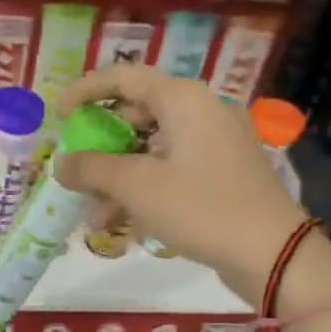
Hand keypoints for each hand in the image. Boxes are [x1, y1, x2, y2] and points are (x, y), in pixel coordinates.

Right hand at [54, 66, 306, 302]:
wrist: (272, 253)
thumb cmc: (201, 208)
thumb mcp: (137, 187)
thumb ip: (92, 169)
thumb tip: (61, 163)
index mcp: (184, 100)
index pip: (124, 78)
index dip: (86, 91)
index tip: (58, 116)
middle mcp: (202, 111)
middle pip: (138, 115)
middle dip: (101, 146)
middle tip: (76, 168)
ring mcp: (216, 143)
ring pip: (153, 148)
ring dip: (119, 177)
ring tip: (94, 214)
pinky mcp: (223, 172)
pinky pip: (172, 169)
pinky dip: (145, 188)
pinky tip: (123, 223)